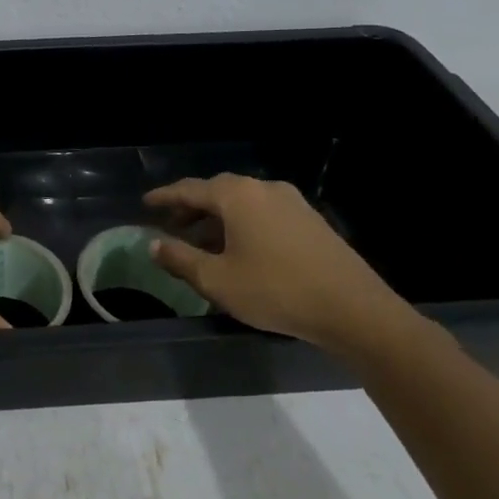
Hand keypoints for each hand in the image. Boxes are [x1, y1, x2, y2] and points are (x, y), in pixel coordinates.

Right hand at [145, 174, 415, 351]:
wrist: (353, 309)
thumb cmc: (275, 290)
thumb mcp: (217, 280)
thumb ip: (180, 259)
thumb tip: (154, 244)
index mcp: (237, 196)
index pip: (189, 189)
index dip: (164, 197)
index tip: (145, 204)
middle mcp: (263, 189)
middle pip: (217, 192)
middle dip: (191, 208)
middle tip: (170, 226)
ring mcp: (292, 202)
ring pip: (242, 203)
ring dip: (217, 219)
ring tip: (201, 243)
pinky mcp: (310, 220)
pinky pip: (263, 213)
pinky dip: (241, 225)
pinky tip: (238, 250)